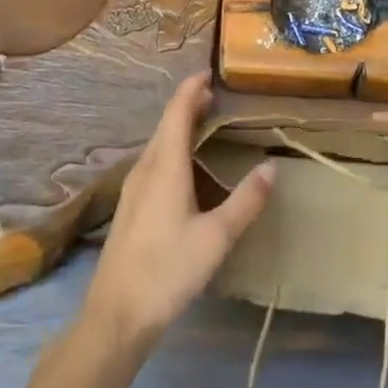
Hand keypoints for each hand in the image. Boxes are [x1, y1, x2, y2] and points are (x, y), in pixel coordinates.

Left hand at [84, 72, 274, 353]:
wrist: (115, 316)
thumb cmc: (167, 270)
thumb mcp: (216, 238)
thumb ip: (245, 201)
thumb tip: (272, 166)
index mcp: (166, 165)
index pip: (178, 111)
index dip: (193, 88)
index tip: (211, 71)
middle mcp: (147, 166)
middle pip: (167, 122)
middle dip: (189, 102)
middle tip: (216, 93)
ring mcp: (134, 186)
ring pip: (159, 141)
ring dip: (179, 123)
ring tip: (204, 120)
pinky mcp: (131, 204)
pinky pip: (154, 158)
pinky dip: (172, 144)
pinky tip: (184, 163)